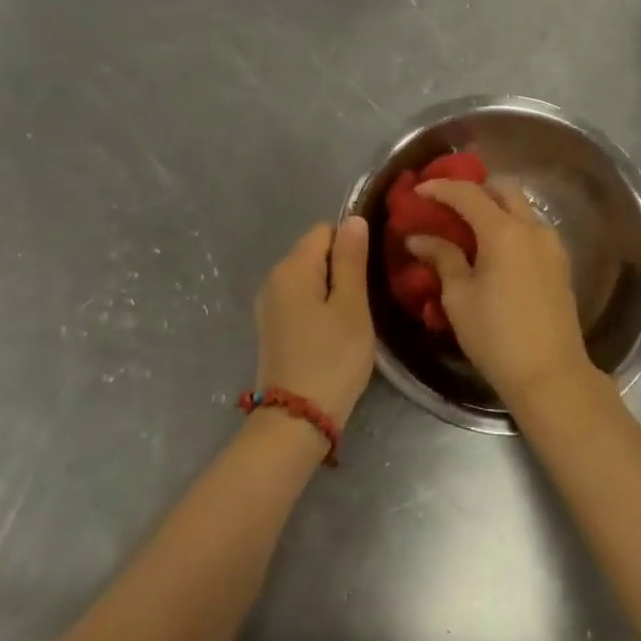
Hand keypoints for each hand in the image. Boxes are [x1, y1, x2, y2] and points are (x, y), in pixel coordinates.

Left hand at [254, 218, 374, 427]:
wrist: (296, 422)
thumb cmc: (332, 359)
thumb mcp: (351, 306)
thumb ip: (352, 259)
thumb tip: (353, 219)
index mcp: (292, 267)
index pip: (326, 231)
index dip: (351, 246)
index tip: (370, 275)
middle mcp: (274, 279)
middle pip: (315, 253)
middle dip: (342, 269)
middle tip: (365, 301)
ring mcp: (269, 305)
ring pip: (310, 279)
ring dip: (333, 291)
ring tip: (353, 319)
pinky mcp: (272, 328)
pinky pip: (301, 300)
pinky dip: (319, 308)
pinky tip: (333, 333)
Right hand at [405, 180, 590, 408]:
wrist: (551, 374)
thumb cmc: (496, 336)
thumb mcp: (459, 297)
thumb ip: (442, 258)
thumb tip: (419, 238)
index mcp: (504, 231)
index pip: (468, 193)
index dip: (441, 188)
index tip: (418, 191)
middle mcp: (532, 227)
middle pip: (502, 188)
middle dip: (474, 189)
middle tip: (448, 204)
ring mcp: (551, 244)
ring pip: (521, 207)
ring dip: (494, 207)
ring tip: (468, 228)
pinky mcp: (560, 262)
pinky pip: (531, 229)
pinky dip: (510, 226)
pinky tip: (493, 250)